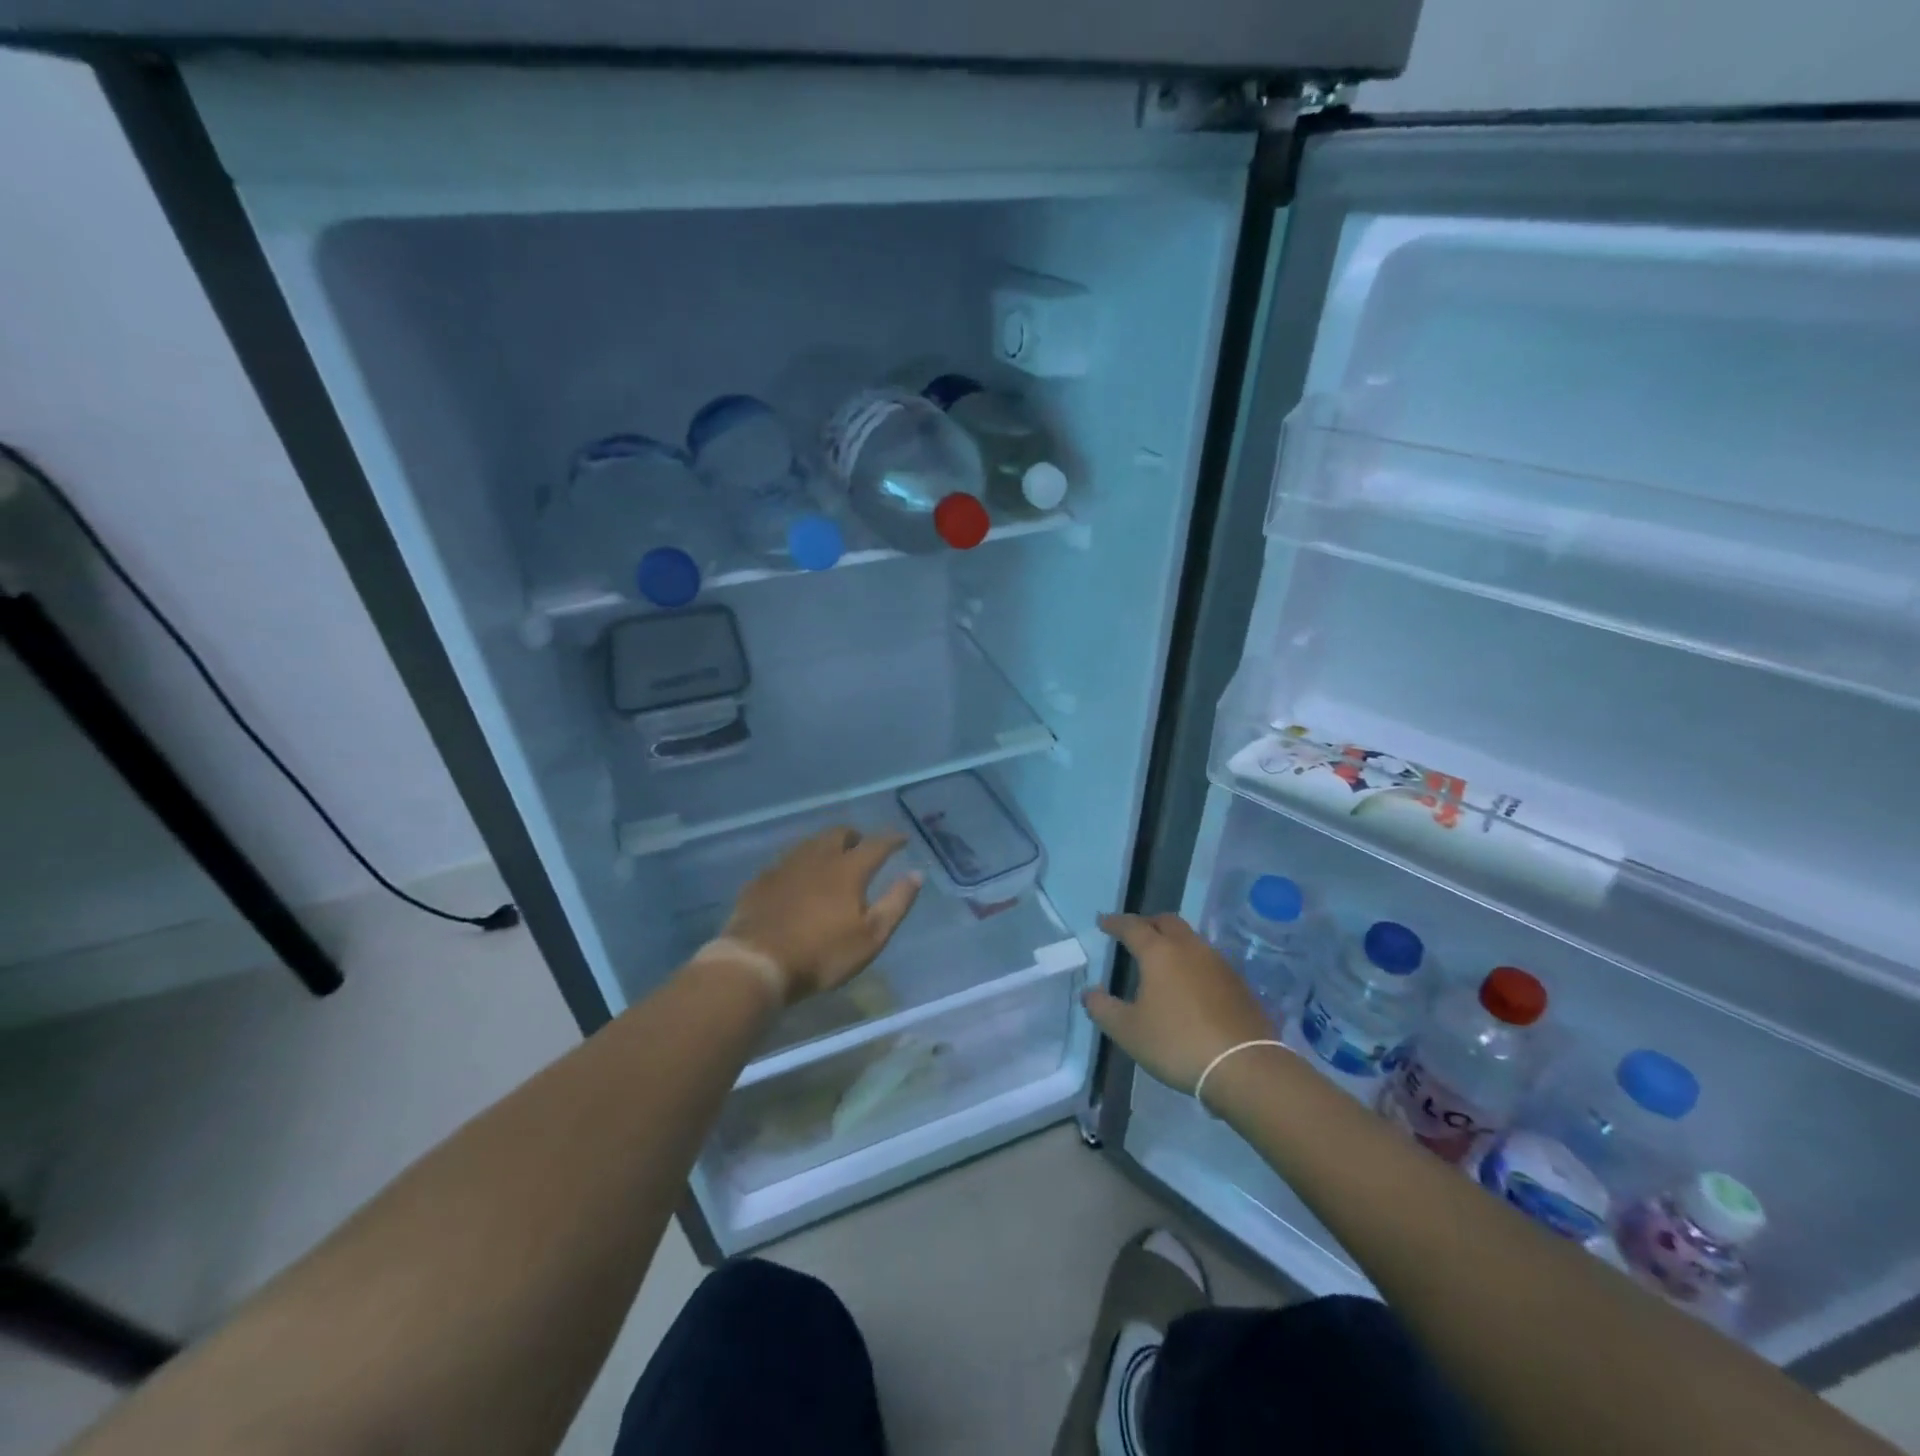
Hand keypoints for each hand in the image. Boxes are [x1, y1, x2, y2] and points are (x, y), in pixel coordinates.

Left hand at [716, 827, 920, 1005]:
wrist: (756, 963)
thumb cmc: (821, 954)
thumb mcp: (870, 936)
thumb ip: (896, 903)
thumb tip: (916, 874)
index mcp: (848, 869)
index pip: (876, 844)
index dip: (892, 839)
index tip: (902, 839)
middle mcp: (817, 857)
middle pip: (839, 834)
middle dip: (855, 837)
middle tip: (862, 848)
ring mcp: (785, 866)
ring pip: (811, 843)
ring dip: (827, 846)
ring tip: (832, 861)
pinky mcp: (762, 880)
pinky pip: (787, 861)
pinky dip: (801, 863)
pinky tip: (798, 879)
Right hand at [1083, 912, 1275, 1093]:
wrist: (1244, 1066)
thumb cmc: (1177, 1043)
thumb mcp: (1128, 1031)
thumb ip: (1103, 1009)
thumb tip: (1090, 993)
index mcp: (1159, 952)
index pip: (1132, 926)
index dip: (1115, 922)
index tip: (1103, 922)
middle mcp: (1189, 948)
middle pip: (1166, 922)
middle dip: (1147, 923)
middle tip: (1134, 934)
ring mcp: (1218, 963)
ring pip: (1190, 939)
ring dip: (1173, 941)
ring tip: (1161, 959)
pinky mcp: (1238, 983)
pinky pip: (1207, 960)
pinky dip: (1192, 962)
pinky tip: (1188, 983)